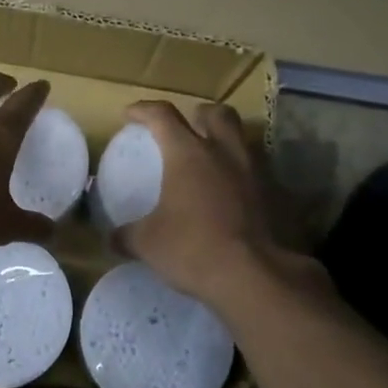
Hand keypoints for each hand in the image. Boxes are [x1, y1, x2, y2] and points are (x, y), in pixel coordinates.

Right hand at [114, 100, 318, 307]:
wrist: (255, 277)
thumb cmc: (193, 249)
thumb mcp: (147, 243)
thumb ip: (127, 235)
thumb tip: (111, 238)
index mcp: (188, 153)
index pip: (162, 115)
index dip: (144, 110)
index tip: (130, 115)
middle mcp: (224, 152)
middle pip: (216, 113)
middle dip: (199, 115)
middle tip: (186, 129)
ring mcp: (255, 172)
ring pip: (243, 139)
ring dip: (226, 143)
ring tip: (212, 162)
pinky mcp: (276, 196)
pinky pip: (258, 173)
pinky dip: (243, 176)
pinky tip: (232, 196)